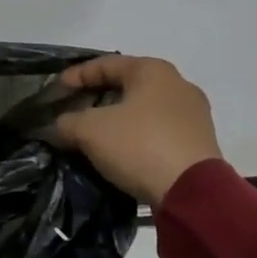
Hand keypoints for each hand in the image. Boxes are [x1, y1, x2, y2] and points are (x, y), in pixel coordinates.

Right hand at [53, 56, 222, 206]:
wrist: (192, 193)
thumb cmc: (139, 145)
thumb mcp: (90, 131)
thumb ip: (68, 122)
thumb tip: (60, 125)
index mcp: (152, 70)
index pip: (105, 64)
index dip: (76, 76)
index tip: (56, 91)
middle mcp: (178, 84)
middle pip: (127, 85)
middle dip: (97, 97)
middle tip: (74, 111)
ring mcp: (194, 114)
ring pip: (144, 109)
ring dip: (118, 119)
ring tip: (95, 135)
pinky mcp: (201, 142)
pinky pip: (159, 130)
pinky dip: (137, 136)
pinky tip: (122, 151)